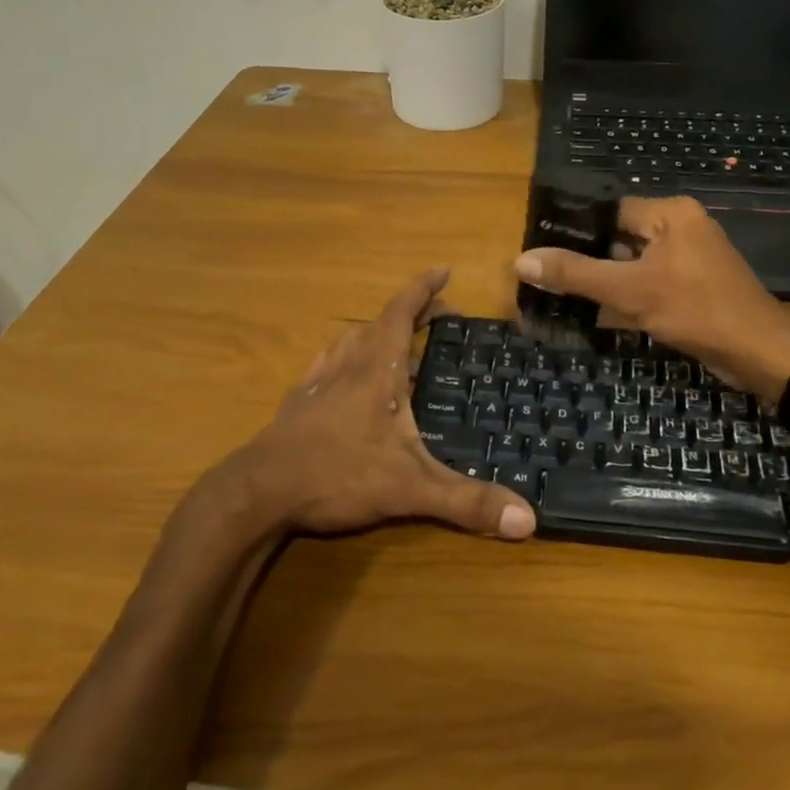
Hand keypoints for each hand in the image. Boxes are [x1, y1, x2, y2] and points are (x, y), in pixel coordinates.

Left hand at [214, 267, 535, 541]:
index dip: (423, 287)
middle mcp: (348, 363)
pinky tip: (343, 371)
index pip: (402, 311)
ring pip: (351, 339)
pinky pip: (327, 363)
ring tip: (396, 338)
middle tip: (439, 314)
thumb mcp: (411, 488)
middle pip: (381, 322)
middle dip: (412, 311)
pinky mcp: (298, 402)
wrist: (260, 492)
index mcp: (378, 368)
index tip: (443, 269)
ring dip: (377, 330)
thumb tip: (528, 521)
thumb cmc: (339, 474)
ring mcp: (319, 380)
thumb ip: (467, 501)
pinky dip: (345, 355)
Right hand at [515, 196, 789, 399]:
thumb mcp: (630, 291)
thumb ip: (576, 274)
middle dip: (589, 256)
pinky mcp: (695, 283)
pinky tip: (600, 309)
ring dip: (608, 277)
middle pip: (621, 235)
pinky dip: (630, 292)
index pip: (609, 210)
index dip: (575, 229)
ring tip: (564, 290)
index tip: (541, 246)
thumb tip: (522, 260)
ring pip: (635, 260)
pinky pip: (652, 279)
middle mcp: (682, 226)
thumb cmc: (696, 310)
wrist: (761, 353)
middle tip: (547, 273)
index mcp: (670, 213)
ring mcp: (691, 256)